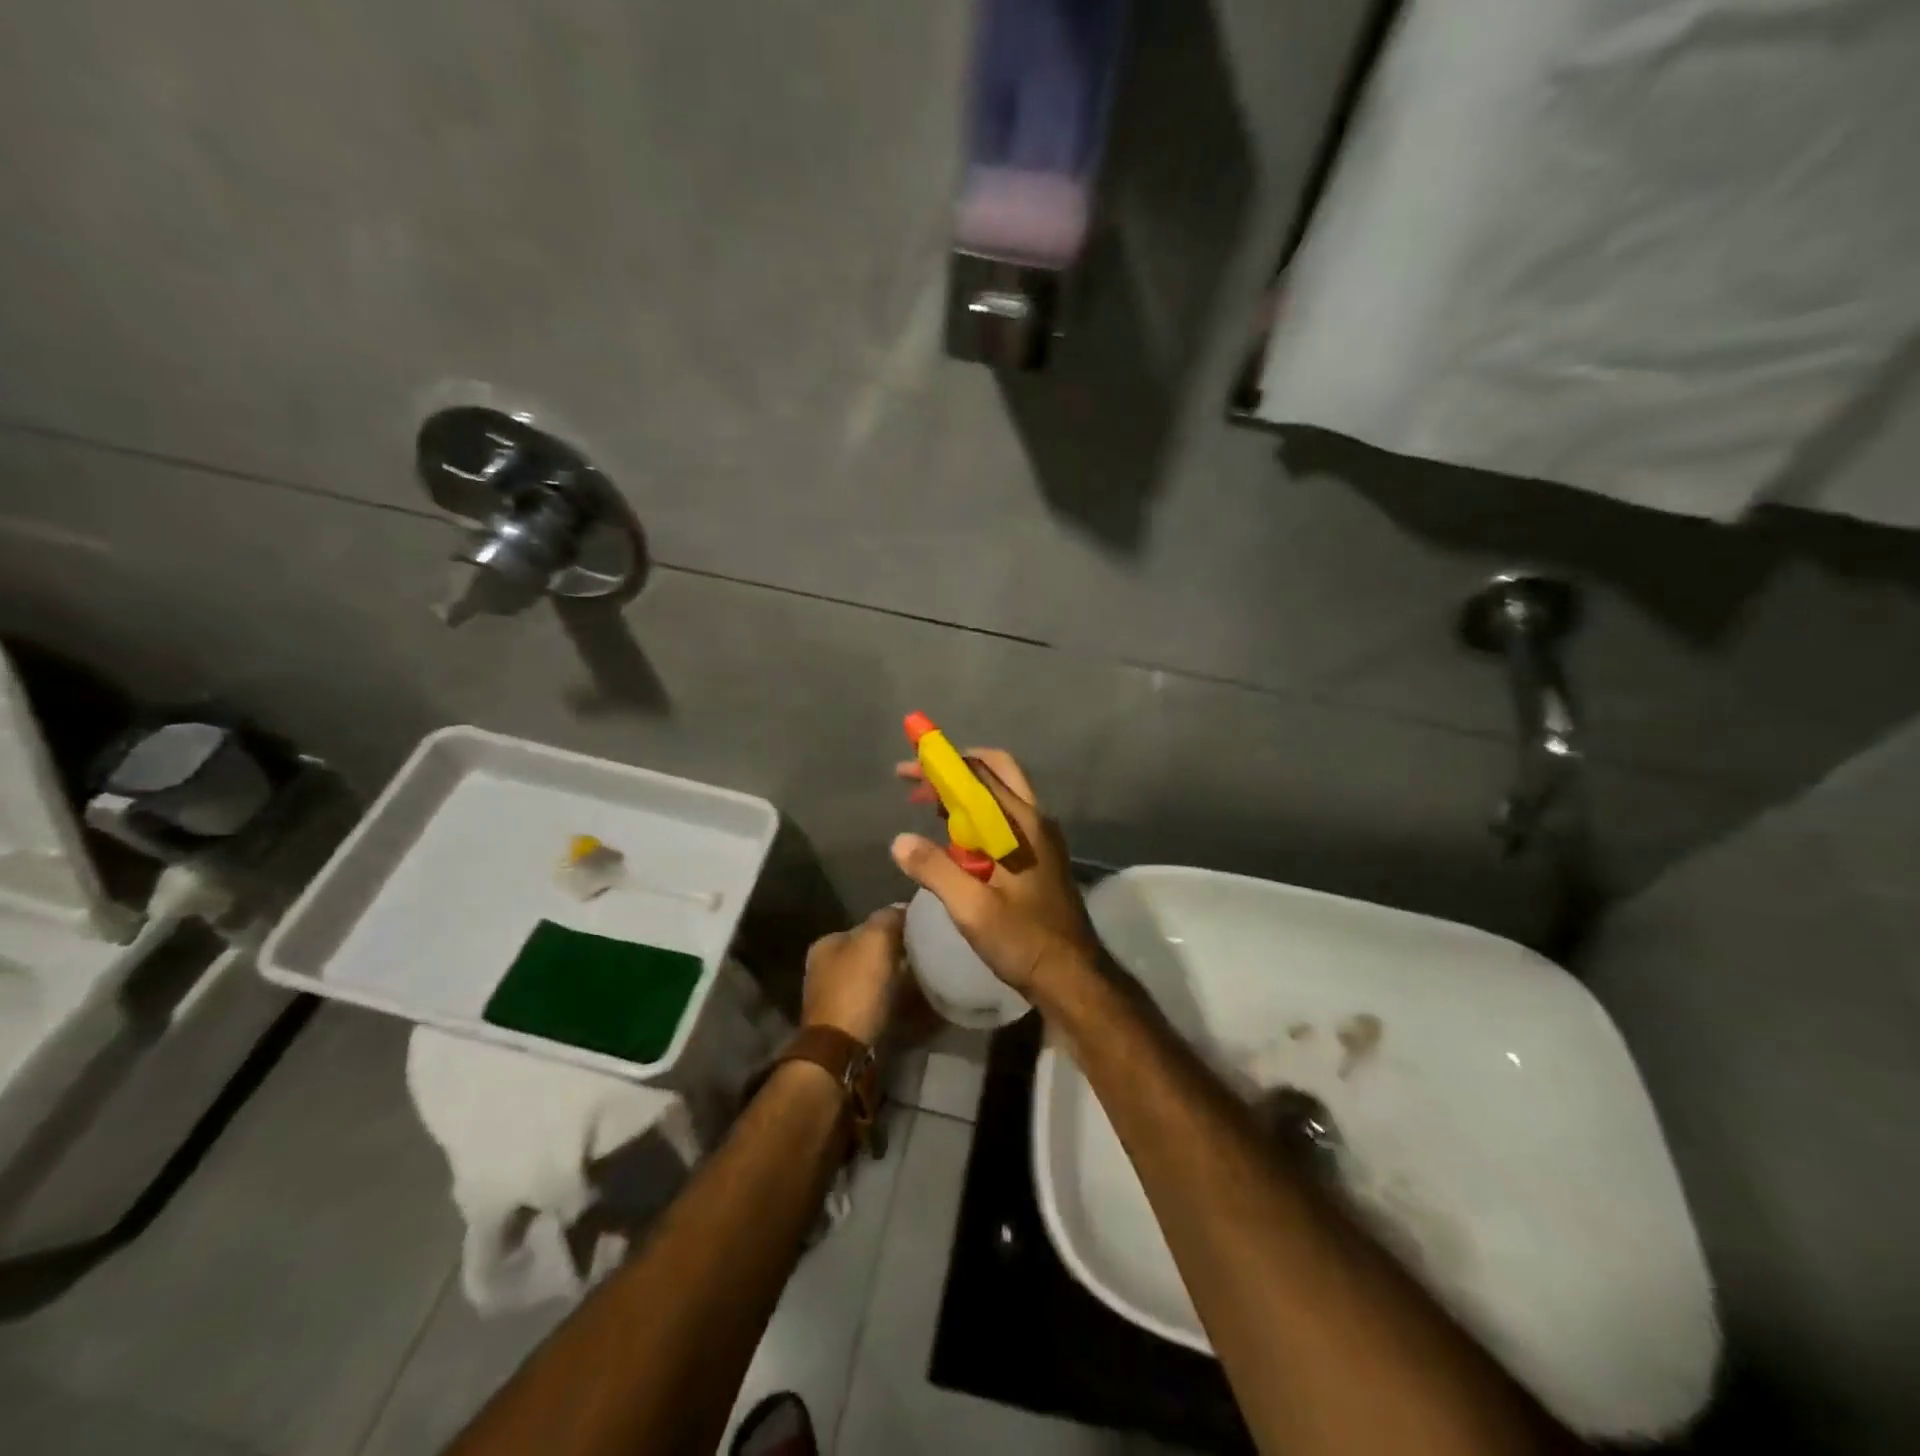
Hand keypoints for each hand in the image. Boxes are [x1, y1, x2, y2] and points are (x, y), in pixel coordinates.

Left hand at [801, 905, 907, 1046]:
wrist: (842, 1052)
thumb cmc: (857, 989)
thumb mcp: (876, 940)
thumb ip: (888, 918)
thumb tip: (902, 908)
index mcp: (826, 944)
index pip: (866, 925)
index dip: (894, 926)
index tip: (919, 933)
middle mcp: (824, 968)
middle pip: (869, 953)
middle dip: (894, 954)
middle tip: (923, 957)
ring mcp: (832, 998)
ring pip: (873, 979)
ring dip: (893, 979)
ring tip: (921, 981)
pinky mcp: (845, 1025)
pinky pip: (874, 1003)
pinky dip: (889, 1001)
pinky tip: (907, 1003)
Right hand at [891, 749, 1101, 996]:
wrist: (1073, 977)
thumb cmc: (1024, 941)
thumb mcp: (972, 909)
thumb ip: (935, 870)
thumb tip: (899, 840)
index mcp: (1022, 824)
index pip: (979, 774)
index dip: (941, 764)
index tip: (907, 768)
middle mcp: (1035, 821)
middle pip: (996, 773)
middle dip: (955, 771)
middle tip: (920, 784)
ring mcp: (1042, 838)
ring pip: (1001, 796)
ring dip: (965, 794)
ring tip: (929, 808)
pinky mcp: (1040, 856)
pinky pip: (1005, 820)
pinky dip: (977, 817)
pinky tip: (954, 842)